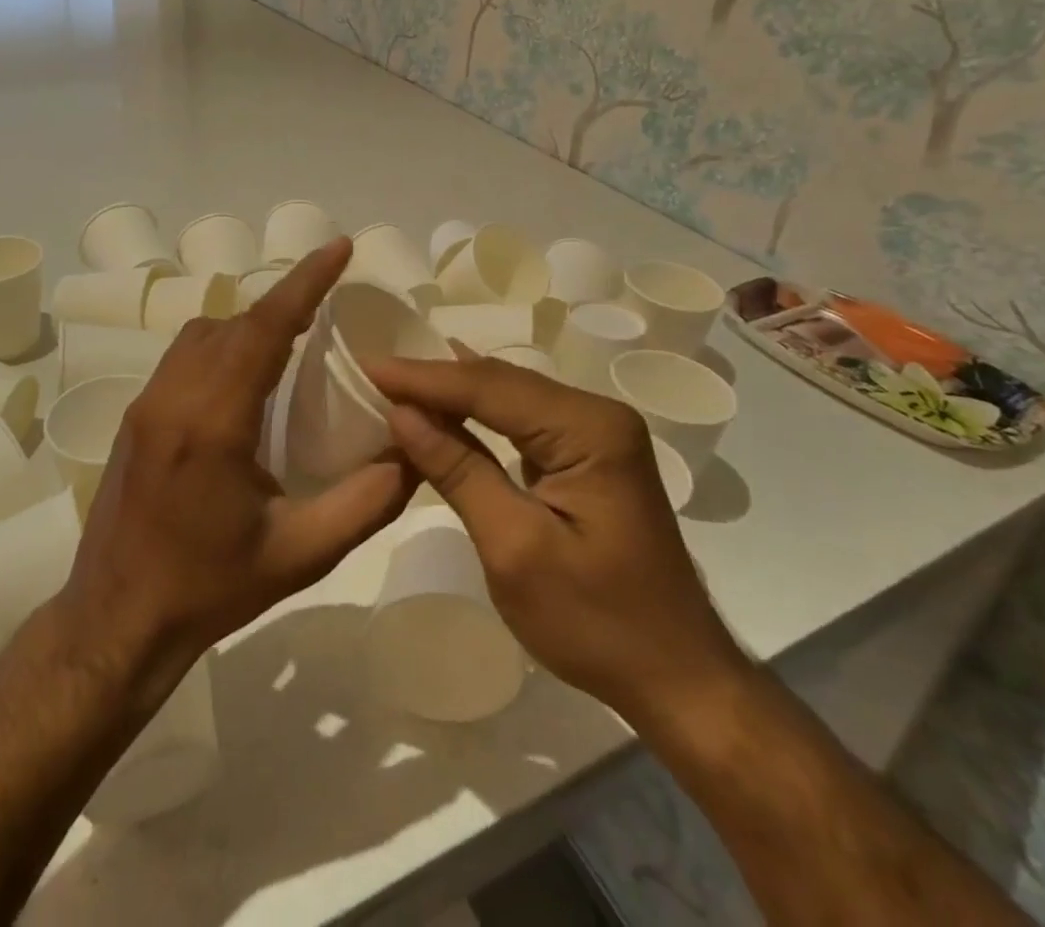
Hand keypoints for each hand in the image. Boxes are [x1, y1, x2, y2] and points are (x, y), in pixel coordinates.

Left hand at [60, 238, 413, 698]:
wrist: (116, 623)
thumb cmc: (209, 589)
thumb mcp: (301, 554)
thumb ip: (366, 502)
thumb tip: (415, 453)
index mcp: (213, 422)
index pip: (264, 328)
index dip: (305, 281)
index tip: (340, 248)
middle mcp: (173, 397)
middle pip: (235, 322)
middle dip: (285, 301)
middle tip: (332, 302)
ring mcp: (147, 403)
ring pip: (204, 333)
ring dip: (251, 324)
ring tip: (295, 340)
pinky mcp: (136, 416)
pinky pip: (186, 355)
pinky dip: (224, 344)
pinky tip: (249, 379)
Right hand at [364, 354, 747, 734]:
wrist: (677, 678)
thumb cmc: (596, 623)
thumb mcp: (514, 549)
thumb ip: (458, 471)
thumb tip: (402, 412)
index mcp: (589, 430)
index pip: (490, 388)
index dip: (424, 378)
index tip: (367, 366)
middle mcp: (597, 415)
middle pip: (502, 383)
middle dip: (435, 379)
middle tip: (372, 372)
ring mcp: (597, 434)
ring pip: (511, 397)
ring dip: (453, 393)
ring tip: (395, 381)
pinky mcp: (589, 455)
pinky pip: (523, 420)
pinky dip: (478, 415)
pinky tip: (447, 401)